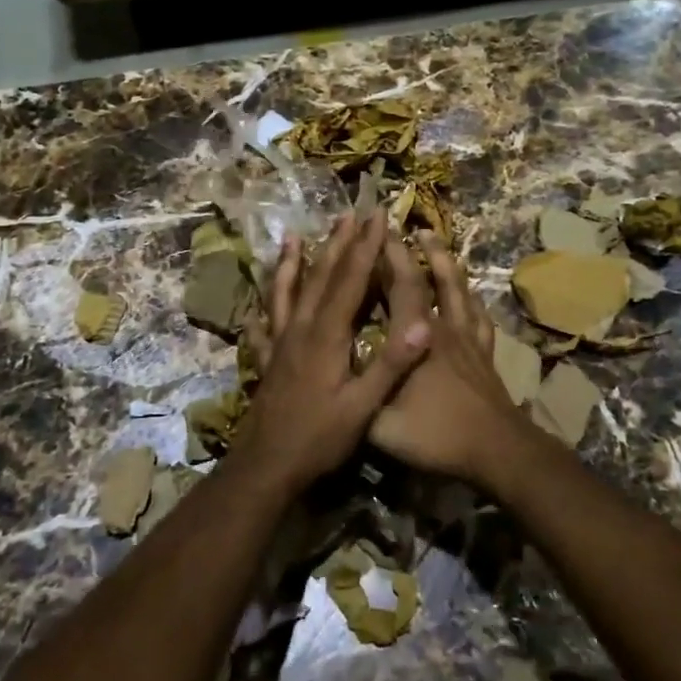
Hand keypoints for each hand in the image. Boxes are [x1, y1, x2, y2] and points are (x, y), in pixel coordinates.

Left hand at [238, 212, 431, 492]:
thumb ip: (391, 364)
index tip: (377, 217)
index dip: (365, 247)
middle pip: (320, 277)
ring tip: (292, 238)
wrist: (266, 466)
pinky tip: (256, 306)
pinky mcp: (267, 360)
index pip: (351, 280)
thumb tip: (424, 324)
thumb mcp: (363, 407)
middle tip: (348, 215)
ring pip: (286, 293)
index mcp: (328, 335)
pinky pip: (263, 326)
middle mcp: (301, 329)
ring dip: (291, 263)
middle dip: (337, 244)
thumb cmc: (319, 438)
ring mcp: (280, 343)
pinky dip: (262, 309)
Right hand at [368, 231, 531, 486]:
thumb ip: (355, 399)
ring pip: (457, 289)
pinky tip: (469, 293)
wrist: (497, 451)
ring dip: (444, 260)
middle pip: (427, 279)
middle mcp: (442, 328)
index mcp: (416, 338)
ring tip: (432, 238)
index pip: (401, 287)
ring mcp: (468, 339)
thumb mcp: (381, 425)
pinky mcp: (485, 353)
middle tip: (397, 226)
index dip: (388, 257)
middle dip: (409, 251)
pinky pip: (479, 317)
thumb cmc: (437, 434)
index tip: (375, 231)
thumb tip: (329, 379)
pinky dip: (472, 298)